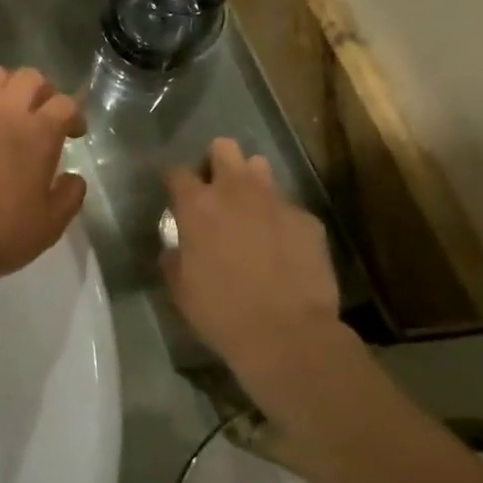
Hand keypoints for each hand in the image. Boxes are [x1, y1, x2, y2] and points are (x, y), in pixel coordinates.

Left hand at [0, 66, 87, 292]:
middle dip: (42, 91)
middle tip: (41, 115)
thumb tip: (74, 178)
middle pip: (30, 77)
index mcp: (38, 134)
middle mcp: (5, 112)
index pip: (64, 104)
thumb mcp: (46, 228)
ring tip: (5, 110)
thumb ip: (68, 198)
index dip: (73, 115)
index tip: (73, 133)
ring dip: (5, 86)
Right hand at [162, 139, 344, 410]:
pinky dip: (281, 220)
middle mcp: (236, 191)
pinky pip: (289, 207)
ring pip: (260, 167)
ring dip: (251, 183)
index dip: (174, 180)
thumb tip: (176, 247)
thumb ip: (174, 258)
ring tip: (251, 211)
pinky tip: (284, 247)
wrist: (288, 335)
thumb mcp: (181, 289)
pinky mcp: (308, 219)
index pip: (177, 171)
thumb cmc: (222, 313)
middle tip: (217, 192)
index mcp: (198, 206)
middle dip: (217, 162)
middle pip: (223, 148)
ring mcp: (276, 201)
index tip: (175, 194)